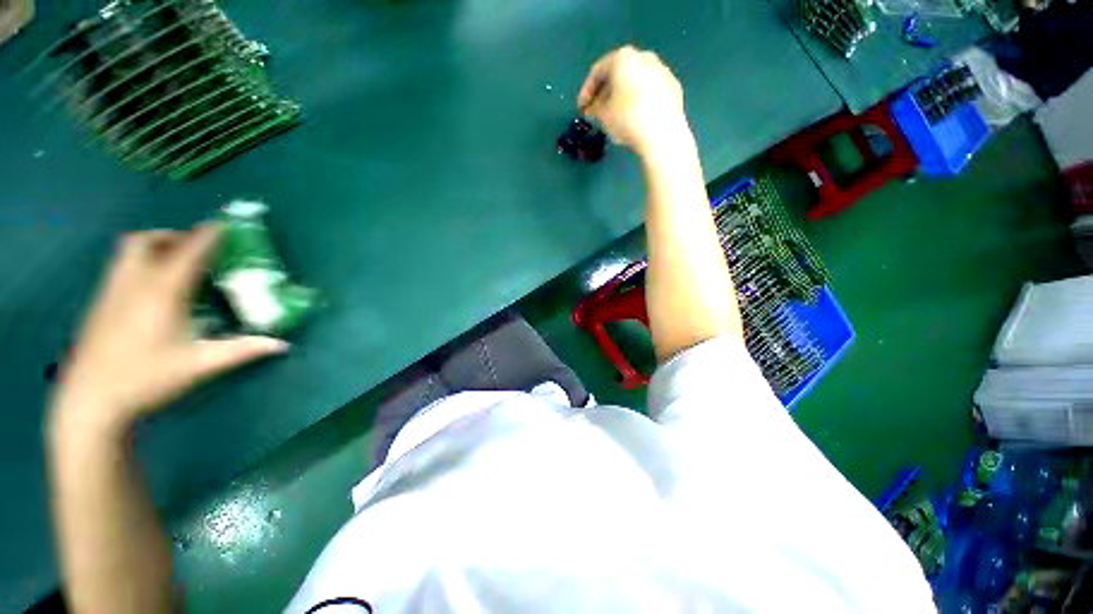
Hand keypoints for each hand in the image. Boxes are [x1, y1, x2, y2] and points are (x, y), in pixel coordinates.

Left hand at [50, 225, 288, 438]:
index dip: (208, 235)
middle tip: (196, 245)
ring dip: (154, 245)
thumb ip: (242, 350)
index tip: (225, 224)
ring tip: (174, 259)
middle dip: (174, 235)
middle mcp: (134, 283)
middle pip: (147, 241)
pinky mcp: (100, 303)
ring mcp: (111, 291)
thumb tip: (281, 344)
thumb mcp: (200, 365)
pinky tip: (152, 285)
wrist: (90, 401)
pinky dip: (140, 261)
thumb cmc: (147, 379)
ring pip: (128, 250)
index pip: (188, 252)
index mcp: (162, 293)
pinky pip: (121, 266)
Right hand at [578, 46, 689, 156]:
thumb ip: (594, 109)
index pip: (598, 71)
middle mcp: (643, 57)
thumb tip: (593, 108)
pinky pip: (650, 91)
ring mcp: (661, 70)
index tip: (581, 108)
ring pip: (636, 80)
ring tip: (616, 115)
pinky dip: (640, 100)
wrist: (662, 134)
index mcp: (622, 58)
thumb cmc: (627, 120)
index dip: (586, 91)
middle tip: (598, 111)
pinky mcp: (673, 86)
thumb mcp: (603, 116)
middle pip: (619, 73)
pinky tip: (636, 118)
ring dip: (623, 95)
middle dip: (606, 92)